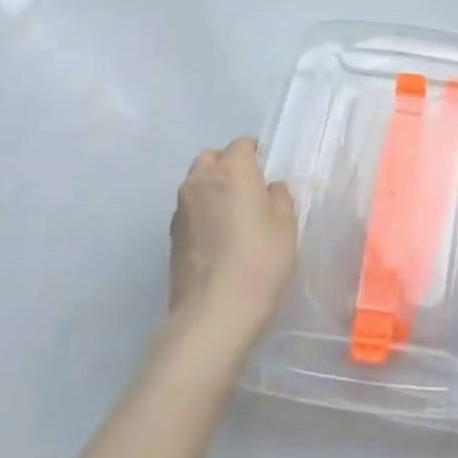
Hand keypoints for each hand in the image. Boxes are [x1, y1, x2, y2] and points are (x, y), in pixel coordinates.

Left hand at [168, 138, 297, 343]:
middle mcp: (201, 182)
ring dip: (211, 188)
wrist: (214, 312)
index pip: (241, 145)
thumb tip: (269, 188)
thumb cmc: (260, 261)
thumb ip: (279, 198)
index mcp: (232, 172)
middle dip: (227, 165)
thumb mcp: (286, 226)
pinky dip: (202, 212)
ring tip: (231, 214)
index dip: (255, 153)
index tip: (266, 171)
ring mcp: (181, 209)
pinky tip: (217, 237)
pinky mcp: (172, 236)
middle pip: (211, 158)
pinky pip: (189, 210)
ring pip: (195, 183)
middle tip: (247, 188)